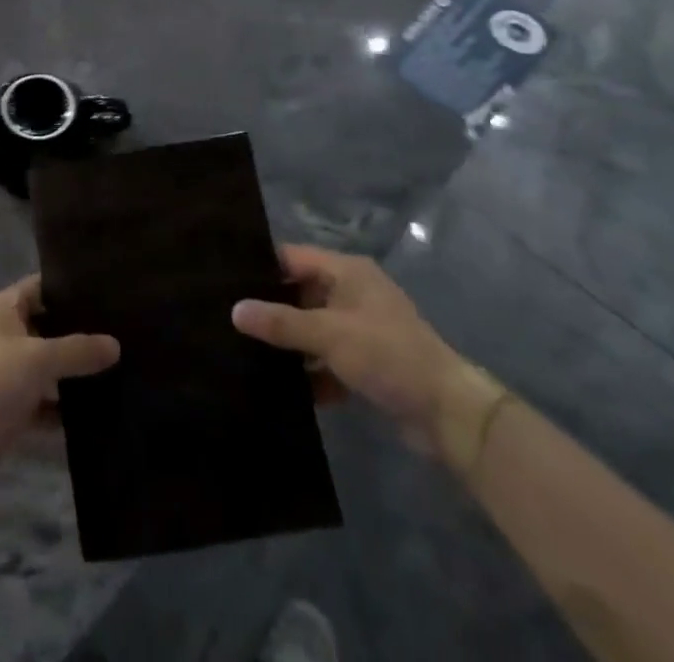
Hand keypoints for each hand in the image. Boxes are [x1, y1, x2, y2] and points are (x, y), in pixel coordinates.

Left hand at [0, 276, 119, 465]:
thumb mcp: (37, 360)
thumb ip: (77, 351)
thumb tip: (116, 344)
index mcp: (1, 308)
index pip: (41, 286)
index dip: (71, 287)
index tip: (108, 291)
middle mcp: (1, 334)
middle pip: (46, 327)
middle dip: (78, 335)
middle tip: (122, 335)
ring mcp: (2, 373)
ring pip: (45, 367)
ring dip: (72, 375)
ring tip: (119, 372)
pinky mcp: (5, 409)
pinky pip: (41, 402)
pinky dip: (62, 408)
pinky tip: (96, 415)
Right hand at [232, 244, 463, 451]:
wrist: (449, 414)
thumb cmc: (388, 356)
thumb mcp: (329, 335)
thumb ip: (281, 323)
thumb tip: (235, 310)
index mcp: (346, 272)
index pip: (292, 258)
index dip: (260, 267)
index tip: (224, 281)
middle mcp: (352, 293)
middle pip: (300, 293)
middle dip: (270, 309)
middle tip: (228, 320)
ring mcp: (360, 329)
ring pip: (312, 329)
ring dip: (289, 345)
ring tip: (244, 354)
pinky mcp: (367, 363)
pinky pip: (327, 360)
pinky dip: (310, 373)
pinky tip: (282, 389)